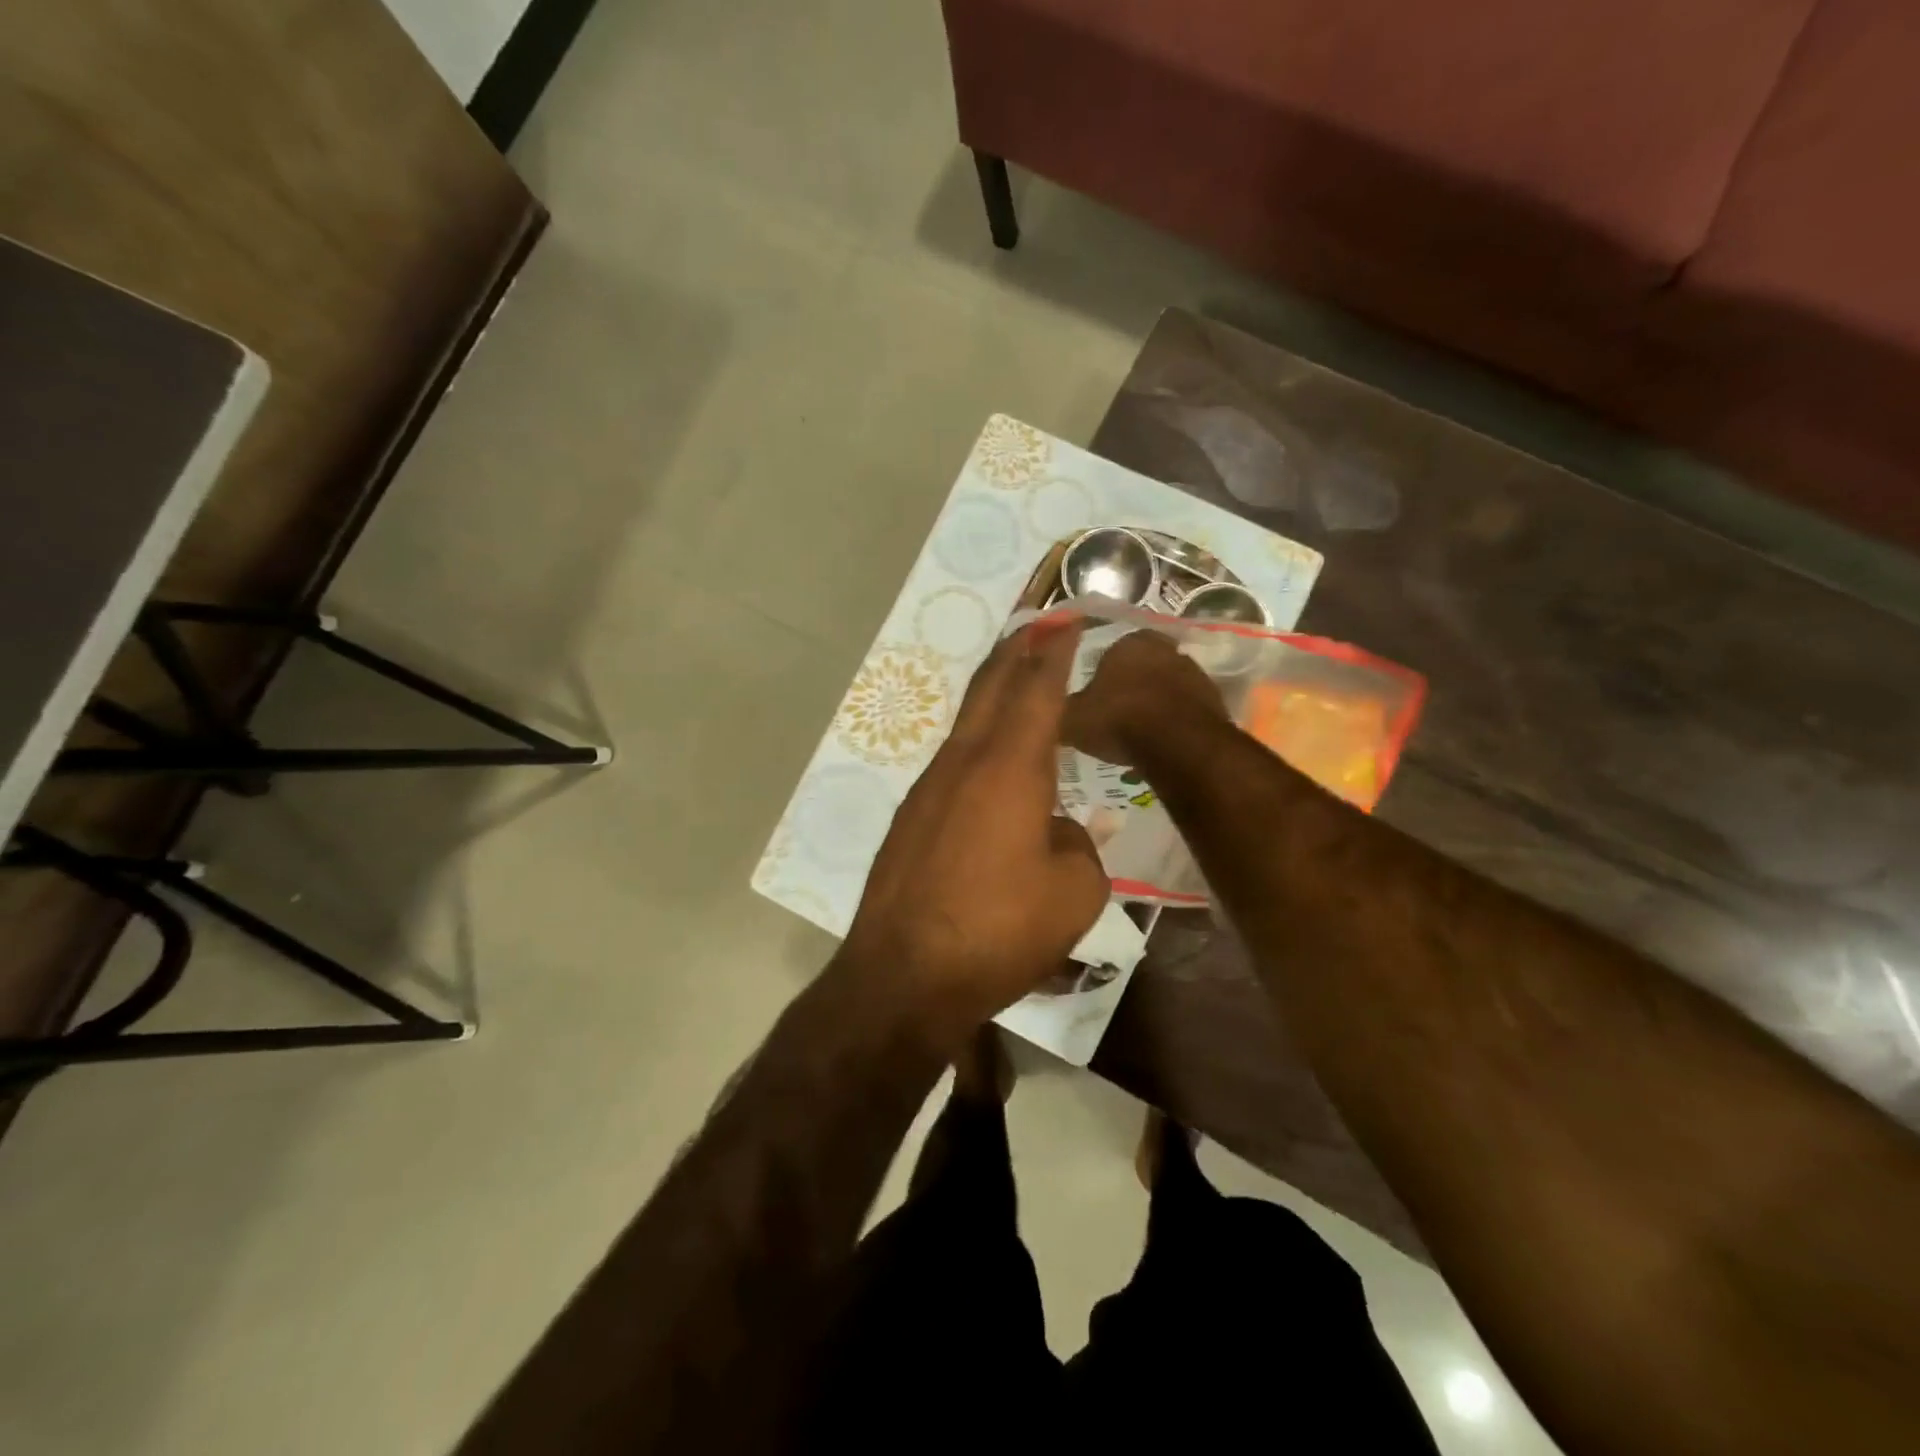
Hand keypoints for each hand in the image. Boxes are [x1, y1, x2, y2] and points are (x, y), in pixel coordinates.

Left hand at [840, 620, 1109, 1048]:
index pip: (1037, 691)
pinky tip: (987, 765)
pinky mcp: (909, 820)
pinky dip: (975, 743)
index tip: (1066, 622)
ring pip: (965, 725)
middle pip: (990, 690)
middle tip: (1038, 628)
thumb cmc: (998, 931)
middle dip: (1016, 653)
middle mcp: (963, 764)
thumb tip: (1058, 831)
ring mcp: (927, 790)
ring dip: (991, 696)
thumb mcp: (1073, 895)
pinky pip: (951, 763)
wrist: (902, 977)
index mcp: (1009, 768)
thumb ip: (1078, 848)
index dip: (1054, 653)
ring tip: (1015, 684)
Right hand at [1061, 630, 1226, 766]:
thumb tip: (1048, 708)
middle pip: (1140, 666)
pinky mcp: (1213, 698)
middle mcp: (1163, 648)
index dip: (1100, 676)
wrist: (1178, 743)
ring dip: (1154, 702)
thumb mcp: (1072, 719)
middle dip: (1129, 686)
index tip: (1095, 699)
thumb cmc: (1118, 720)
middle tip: (1115, 714)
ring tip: (1138, 731)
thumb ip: (1061, 709)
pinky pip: (1184, 707)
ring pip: (1165, 685)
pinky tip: (1161, 740)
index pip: (1108, 652)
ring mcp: (1192, 671)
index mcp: (1127, 642)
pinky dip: (1173, 719)